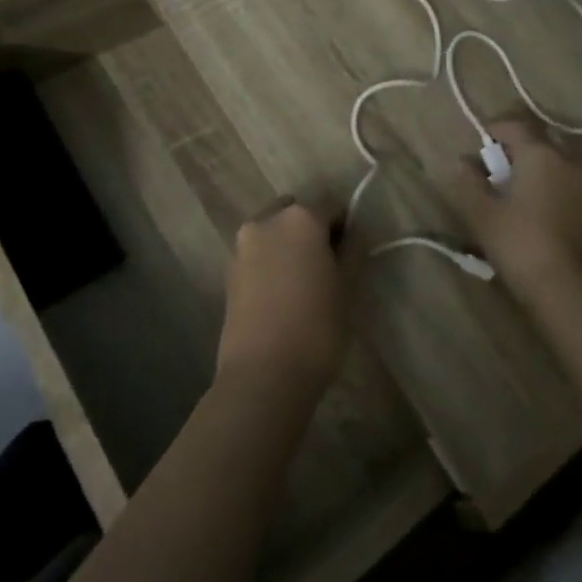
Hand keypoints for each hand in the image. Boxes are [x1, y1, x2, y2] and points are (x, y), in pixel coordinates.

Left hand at [218, 199, 347, 394]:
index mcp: (300, 218)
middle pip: (297, 212)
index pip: (332, 206)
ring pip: (273, 231)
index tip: (350, 254)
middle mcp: (267, 221)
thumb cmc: (317, 328)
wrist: (263, 375)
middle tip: (326, 266)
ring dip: (288, 245)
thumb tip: (353, 233)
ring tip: (302, 284)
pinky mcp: (228, 271)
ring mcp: (242, 245)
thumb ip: (352, 250)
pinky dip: (270, 262)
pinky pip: (257, 254)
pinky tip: (281, 296)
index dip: (345, 227)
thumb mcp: (347, 287)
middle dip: (312, 230)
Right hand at [448, 119, 581, 307]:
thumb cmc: (518, 242)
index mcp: (540, 154)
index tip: (479, 147)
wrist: (564, 286)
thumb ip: (468, 181)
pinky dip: (552, 181)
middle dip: (517, 146)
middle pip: (539, 138)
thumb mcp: (481, 212)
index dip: (494, 130)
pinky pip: (568, 178)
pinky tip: (537, 205)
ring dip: (536, 164)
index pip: (514, 125)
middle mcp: (568, 159)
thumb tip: (462, 161)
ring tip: (516, 188)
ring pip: (557, 158)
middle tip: (496, 168)